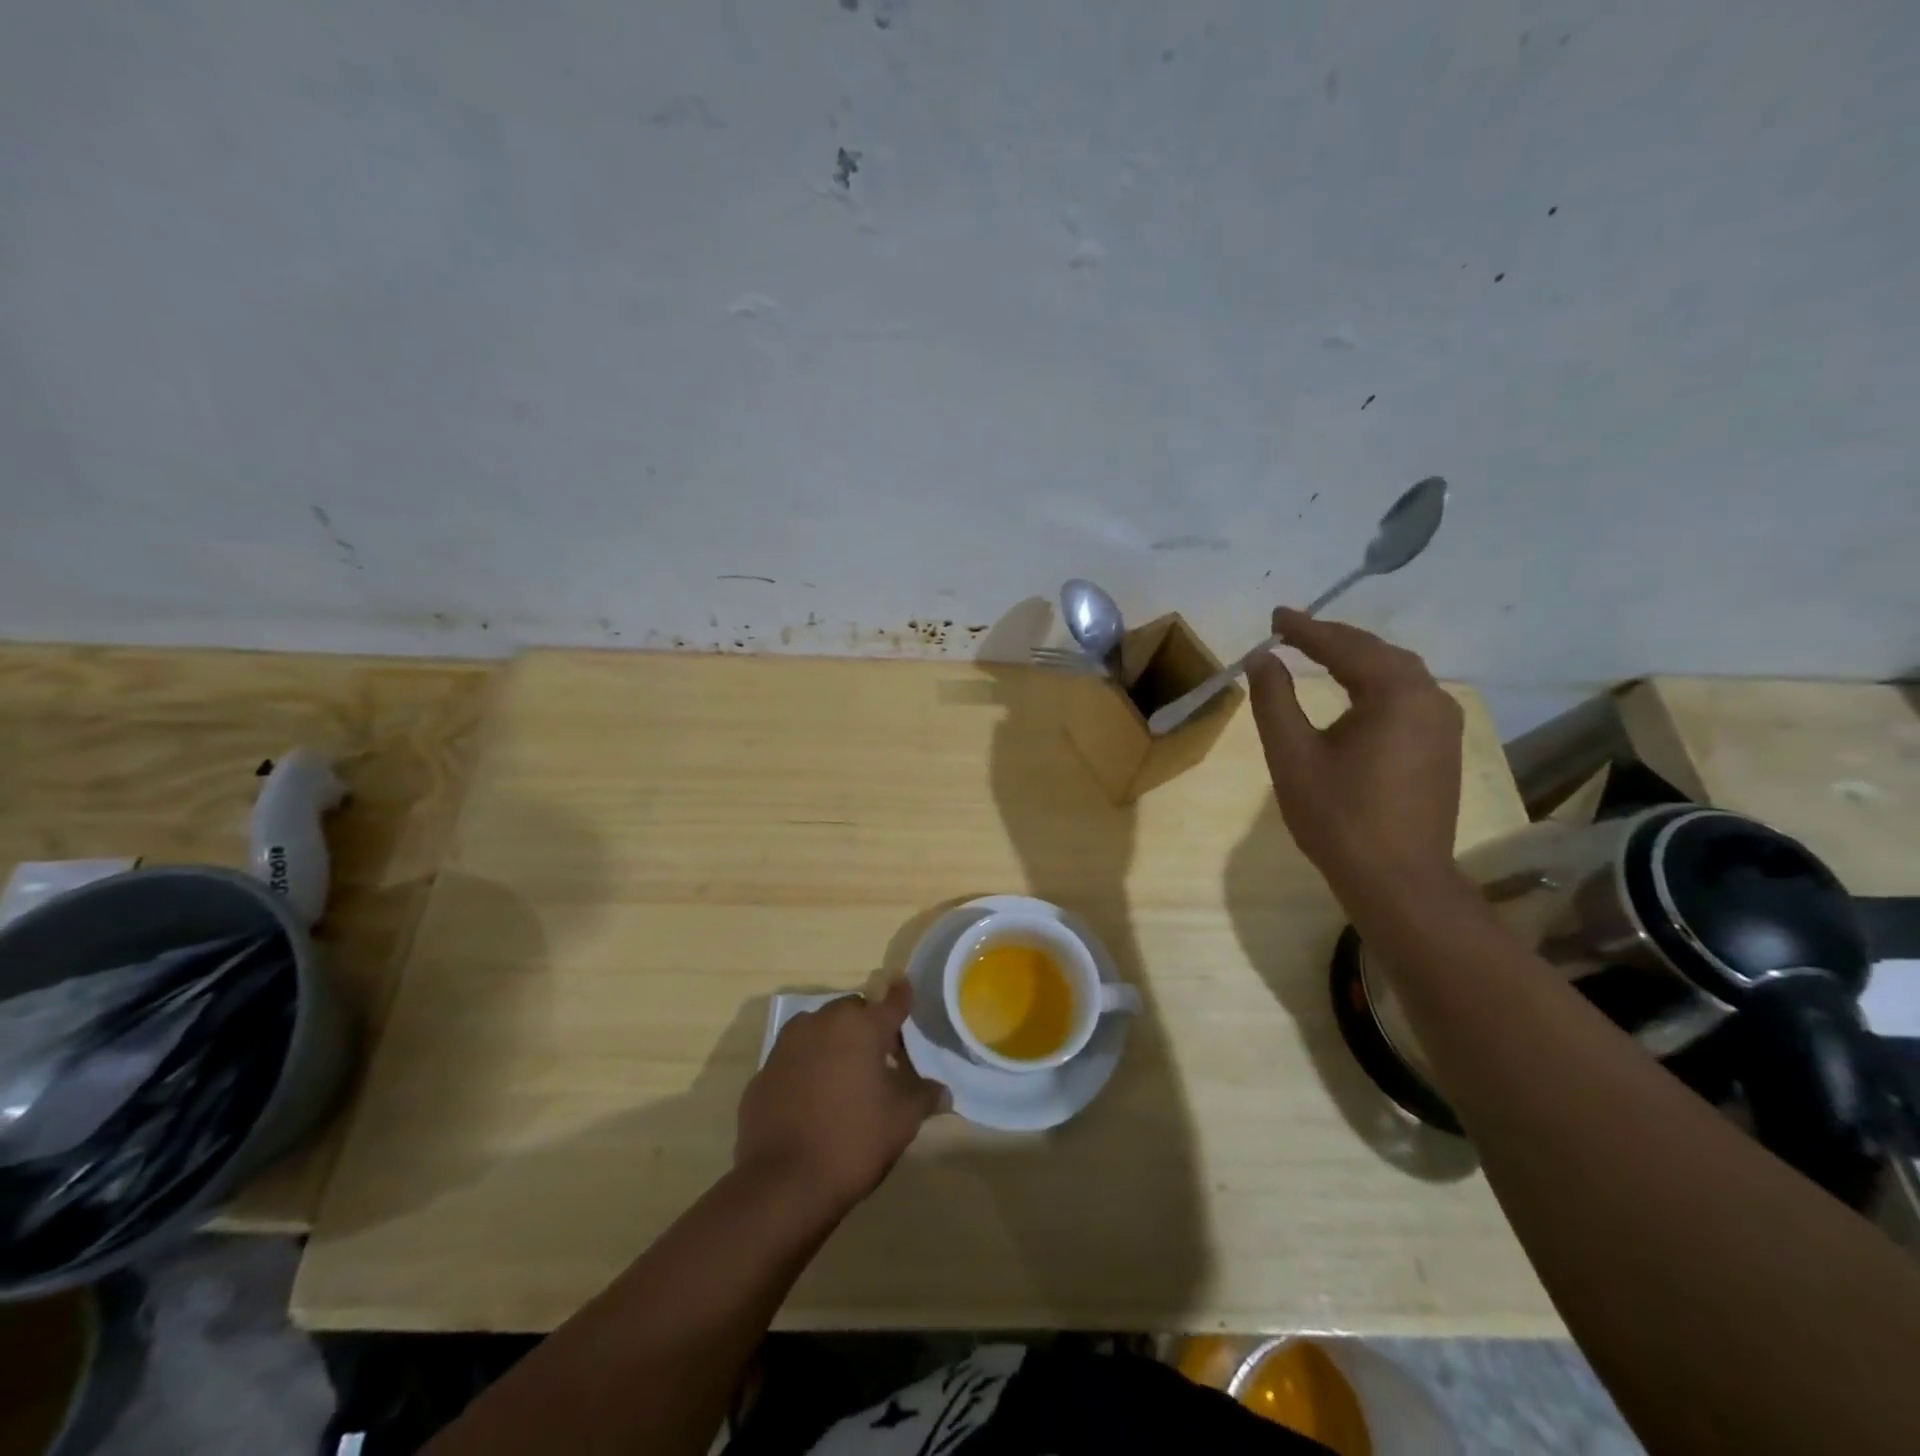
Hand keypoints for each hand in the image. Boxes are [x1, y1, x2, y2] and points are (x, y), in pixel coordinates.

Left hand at [735, 978, 944, 1219]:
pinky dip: (806, 1068)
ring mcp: (787, 1045)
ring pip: (819, 1030)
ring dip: (833, 1043)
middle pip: (852, 1012)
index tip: (905, 987)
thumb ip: (923, 1097)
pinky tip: (812, 1100)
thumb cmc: (853, 1142)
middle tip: (880, 1059)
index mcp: (861, 1026)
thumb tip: (941, 1091)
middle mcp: (821, 1023)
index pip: (891, 1002)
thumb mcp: (902, 1121)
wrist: (782, 1184)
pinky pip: (794, 1059)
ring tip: (844, 1077)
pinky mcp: (763, 1072)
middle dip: (866, 1027)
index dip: (902, 996)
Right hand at [1246, 607, 1464, 898]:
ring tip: (1319, 653)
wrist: (1397, 879)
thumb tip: (1262, 658)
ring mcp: (1443, 723)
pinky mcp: (1443, 746)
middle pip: (1377, 652)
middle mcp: (1430, 698)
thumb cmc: (1338, 816)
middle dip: (1333, 639)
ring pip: (1397, 673)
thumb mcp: (1292, 755)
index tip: (1274, 616)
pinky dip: (1375, 683)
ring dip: (1357, 659)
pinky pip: (1408, 696)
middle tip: (1292, 632)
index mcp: (1396, 694)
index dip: (1305, 629)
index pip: (1345, 646)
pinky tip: (1355, 691)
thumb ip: (1274, 700)